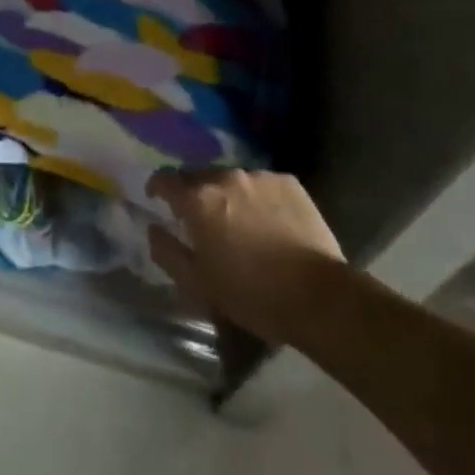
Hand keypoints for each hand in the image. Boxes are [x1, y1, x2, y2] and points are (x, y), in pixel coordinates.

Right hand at [147, 169, 344, 344]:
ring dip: (228, 195)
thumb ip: (167, 252)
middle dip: (195, 193)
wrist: (321, 297)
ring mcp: (259, 176)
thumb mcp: (199, 284)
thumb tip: (153, 229)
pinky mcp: (289, 182)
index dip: (157, 187)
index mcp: (198, 199)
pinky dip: (258, 198)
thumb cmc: (252, 294)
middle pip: (199, 176)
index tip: (158, 199)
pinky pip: (262, 184)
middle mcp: (225, 177)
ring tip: (240, 222)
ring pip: (232, 179)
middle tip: (202, 219)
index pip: (165, 178)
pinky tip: (269, 222)